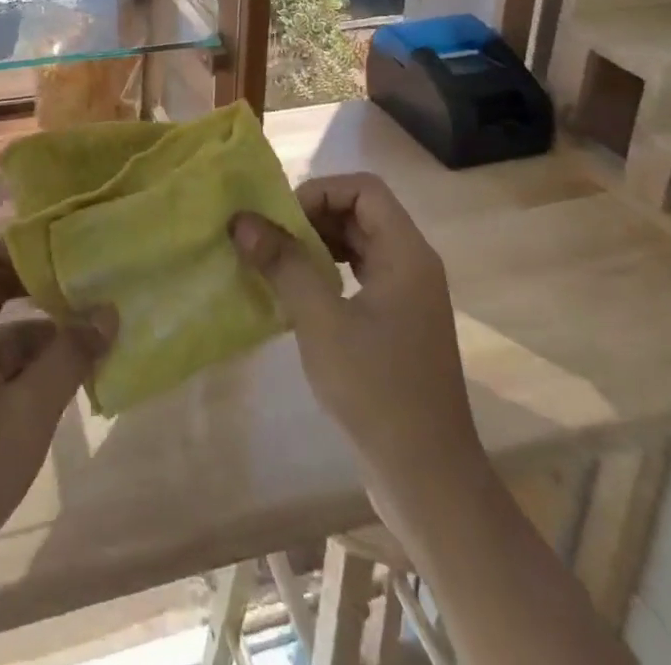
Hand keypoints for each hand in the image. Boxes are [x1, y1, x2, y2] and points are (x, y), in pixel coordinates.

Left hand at [0, 236, 115, 579]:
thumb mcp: (29, 410)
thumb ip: (70, 356)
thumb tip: (108, 310)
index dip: (23, 247)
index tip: (67, 258)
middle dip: (43, 293)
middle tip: (91, 296)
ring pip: (1, 340)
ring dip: (44, 341)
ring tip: (95, 348)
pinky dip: (30, 375)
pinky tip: (66, 394)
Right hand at [230, 173, 481, 503]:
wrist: (428, 480)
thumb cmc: (377, 392)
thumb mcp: (321, 322)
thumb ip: (284, 264)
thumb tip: (242, 220)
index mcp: (407, 253)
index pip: (364, 190)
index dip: (320, 192)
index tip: (282, 219)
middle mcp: (412, 265)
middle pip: (361, 213)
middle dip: (312, 217)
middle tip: (269, 238)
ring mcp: (406, 296)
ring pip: (358, 245)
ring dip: (317, 245)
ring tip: (276, 263)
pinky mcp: (396, 324)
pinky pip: (358, 276)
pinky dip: (327, 272)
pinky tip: (297, 295)